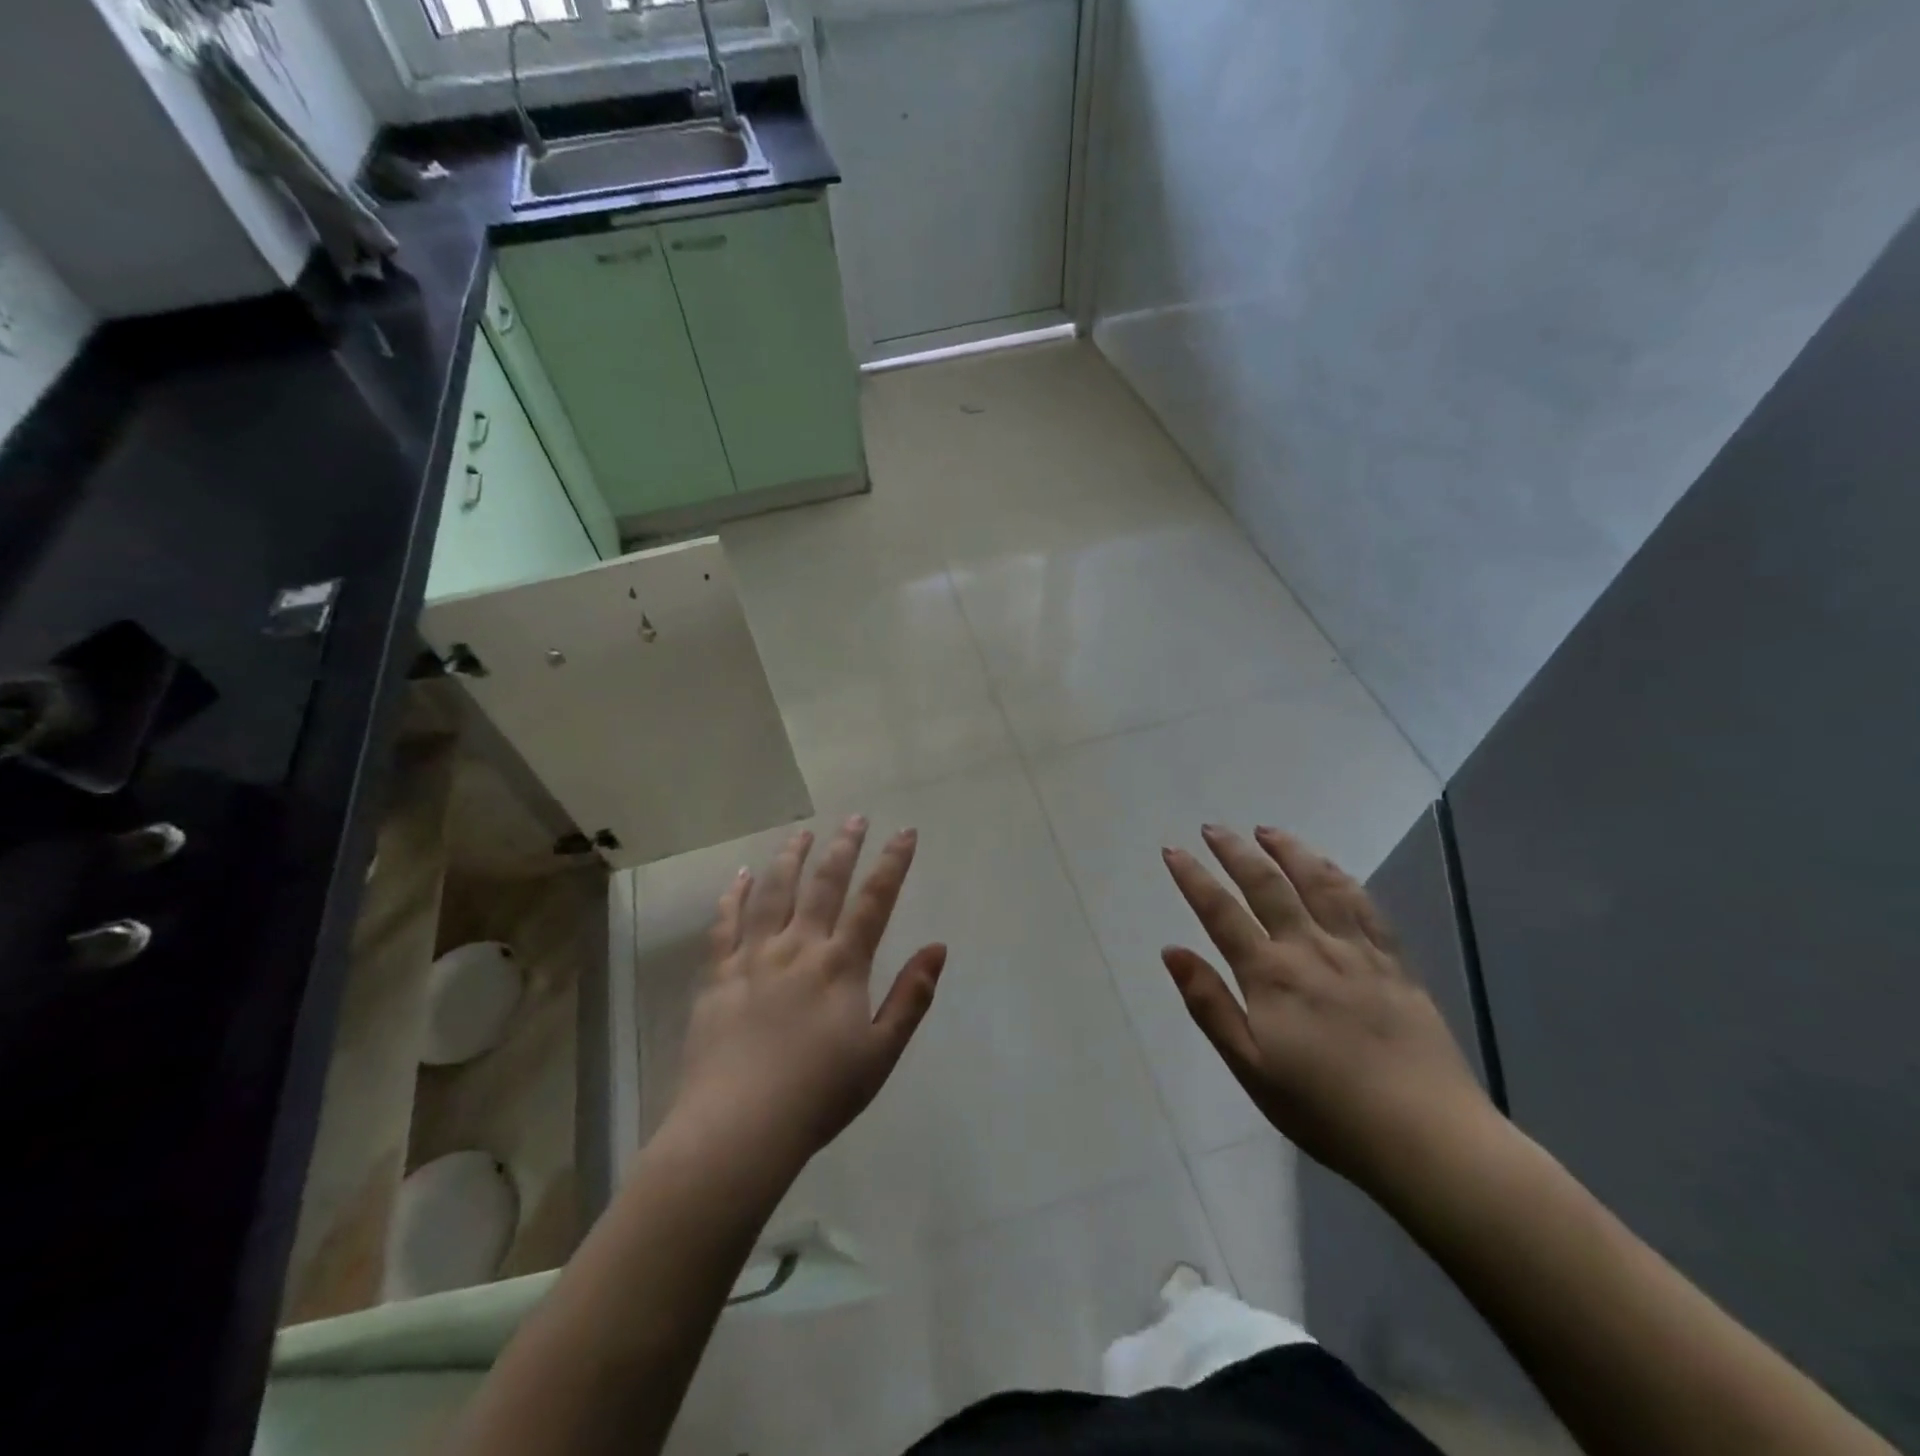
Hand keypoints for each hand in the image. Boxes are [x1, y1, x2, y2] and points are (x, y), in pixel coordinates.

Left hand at [668, 818, 947, 1177]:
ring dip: (790, 857)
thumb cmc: (818, 1095)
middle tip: (855, 818)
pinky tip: (739, 876)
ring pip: (773, 892)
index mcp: (841, 965)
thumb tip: (938, 947)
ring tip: (802, 833)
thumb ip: (911, 997)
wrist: (737, 1128)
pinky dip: (732, 895)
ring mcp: (753, 957)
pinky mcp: (717, 975)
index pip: (874, 901)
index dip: (893, 863)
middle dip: (844, 847)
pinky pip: (724, 923)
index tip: (905, 832)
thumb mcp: (881, 1053)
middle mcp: (799, 947)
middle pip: (824, 884)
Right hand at [1161, 824, 1493, 1193]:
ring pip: (1319, 883)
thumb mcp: (1250, 1067)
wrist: (1427, 1138)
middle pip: (1267, 885)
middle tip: (1213, 828)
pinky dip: (1341, 878)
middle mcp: (1310, 948)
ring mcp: (1357, 951)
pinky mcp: (1395, 963)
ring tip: (1268, 831)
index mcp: (1270, 975)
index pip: (1221, 912)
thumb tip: (1171, 951)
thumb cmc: (1325, 1110)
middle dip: (1235, 851)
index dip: (1194, 878)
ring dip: (1290, 851)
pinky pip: (1365, 906)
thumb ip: (1209, 1004)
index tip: (1173, 850)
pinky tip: (1330, 869)